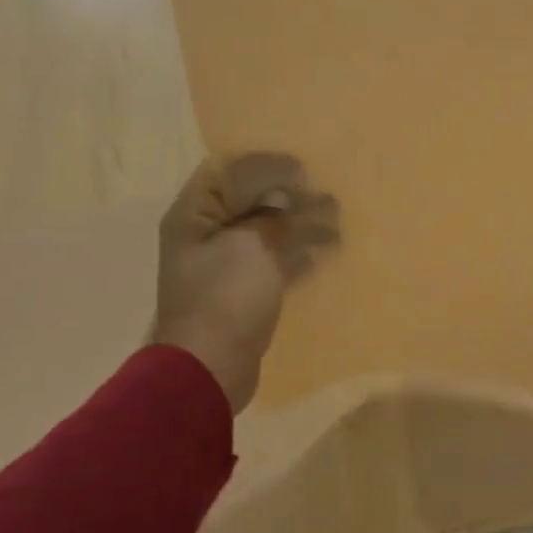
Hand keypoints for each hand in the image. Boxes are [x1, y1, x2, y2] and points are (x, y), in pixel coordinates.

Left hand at [151, 153, 338, 411]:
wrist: (210, 367)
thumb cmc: (224, 298)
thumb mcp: (250, 246)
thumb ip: (271, 217)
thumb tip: (286, 200)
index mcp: (194, 216)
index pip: (227, 172)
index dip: (265, 166)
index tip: (304, 170)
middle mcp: (206, 235)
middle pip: (250, 202)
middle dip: (290, 196)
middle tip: (329, 198)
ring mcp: (225, 266)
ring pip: (267, 232)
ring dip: (301, 225)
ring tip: (337, 224)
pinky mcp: (244, 292)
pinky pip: (275, 262)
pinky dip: (299, 255)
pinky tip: (326, 254)